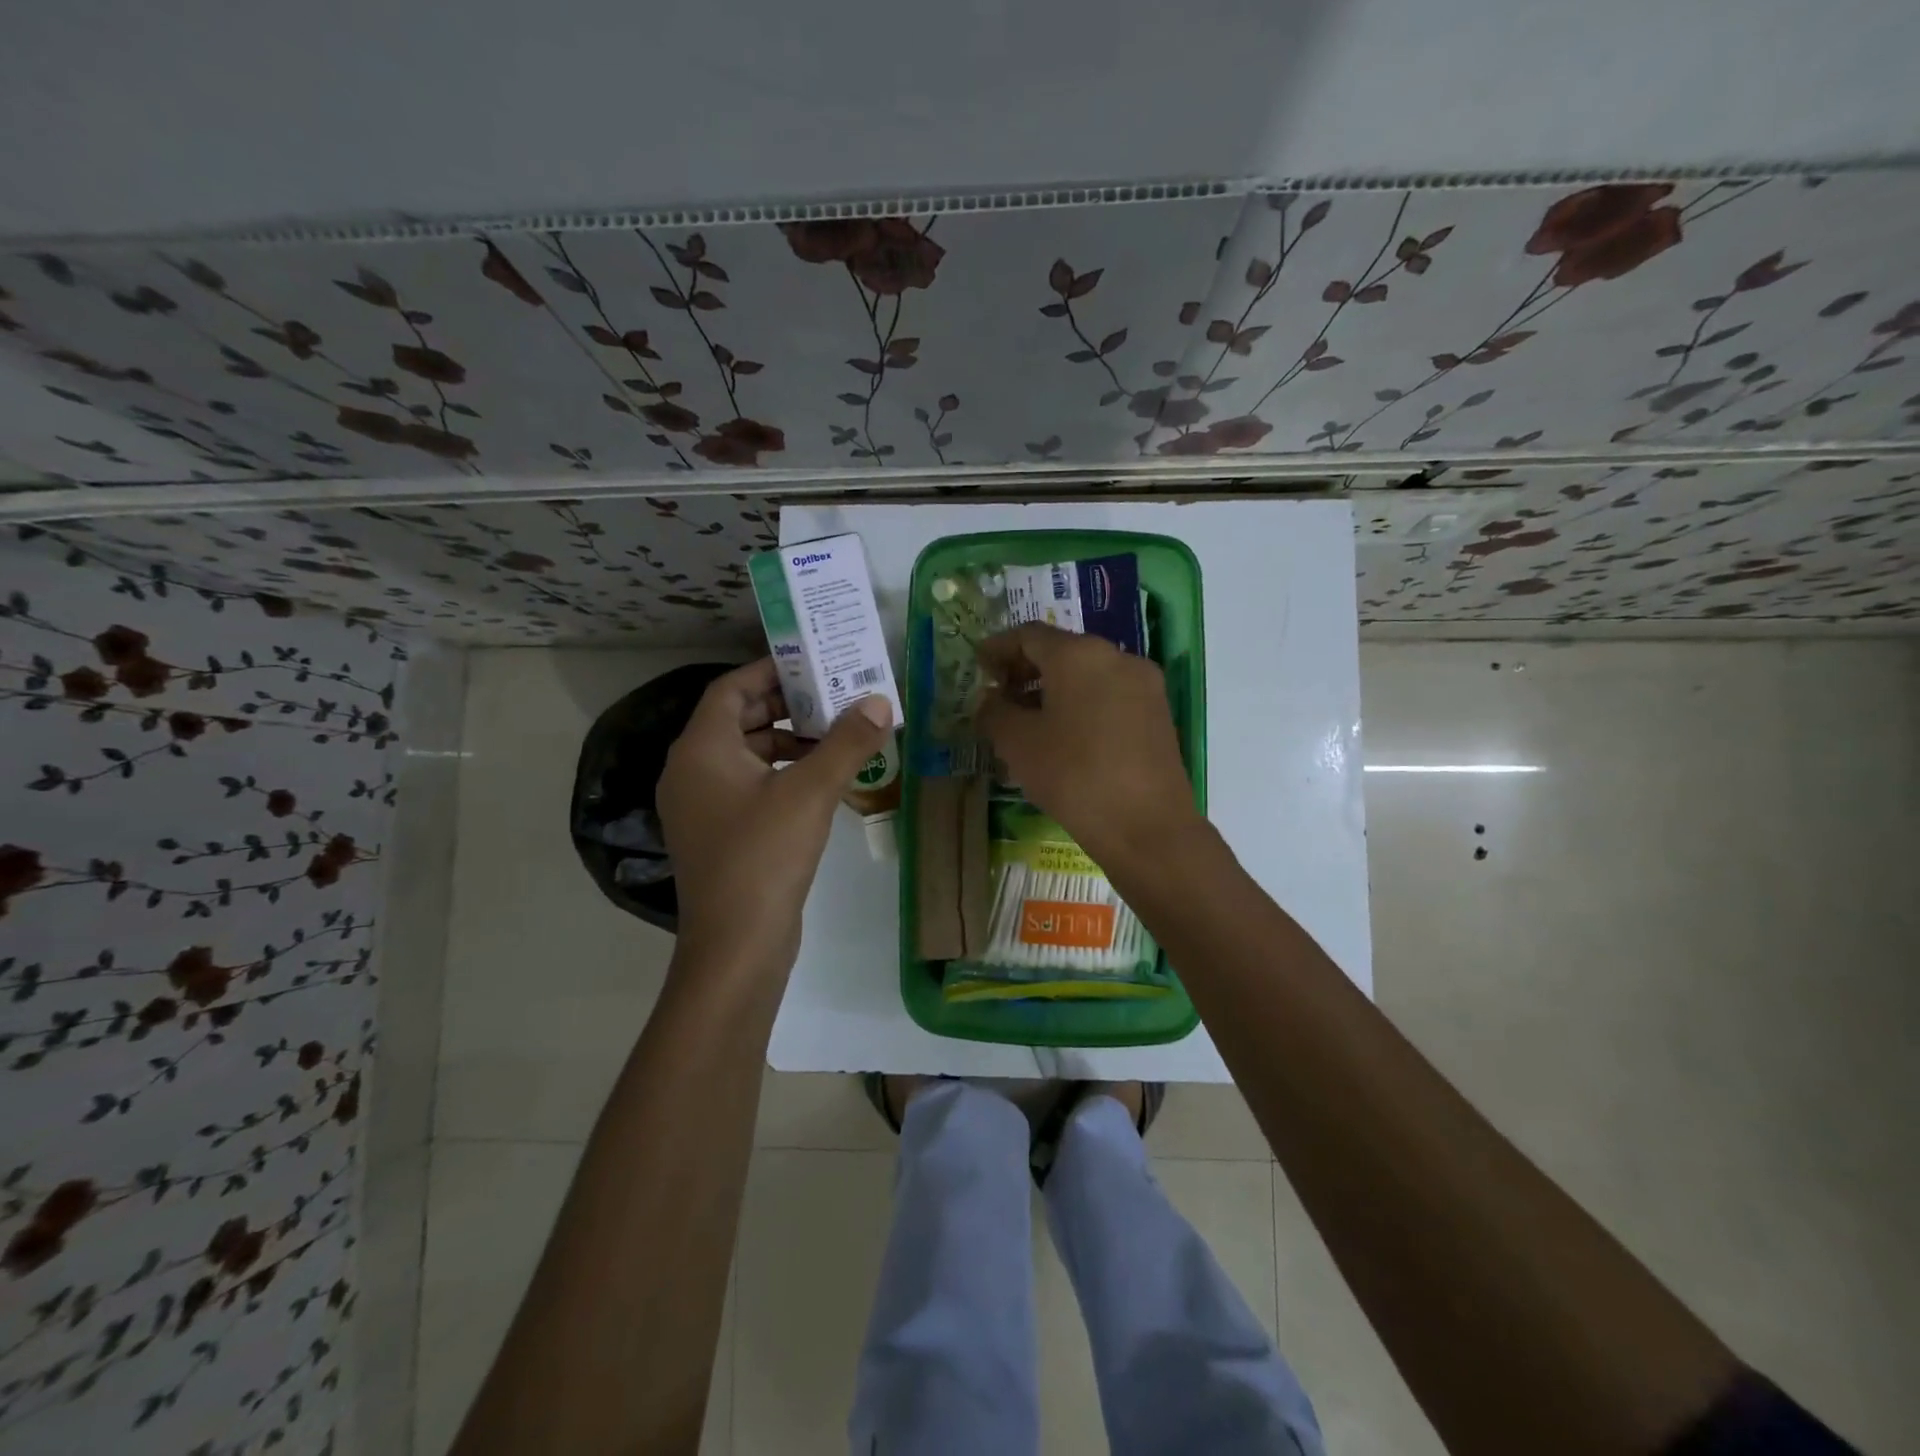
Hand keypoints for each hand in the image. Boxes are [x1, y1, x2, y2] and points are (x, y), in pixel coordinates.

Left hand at [657, 659, 891, 971]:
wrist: (736, 945)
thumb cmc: (765, 856)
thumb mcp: (811, 792)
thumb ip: (846, 742)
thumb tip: (879, 701)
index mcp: (701, 749)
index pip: (732, 688)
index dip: (771, 671)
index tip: (815, 663)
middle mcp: (692, 770)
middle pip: (739, 718)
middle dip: (788, 705)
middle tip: (836, 696)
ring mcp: (703, 805)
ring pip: (747, 754)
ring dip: (789, 741)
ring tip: (838, 737)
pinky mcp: (720, 833)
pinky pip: (750, 785)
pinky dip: (782, 773)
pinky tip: (822, 781)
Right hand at [974, 624, 1200, 868]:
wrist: (1146, 826)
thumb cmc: (1073, 776)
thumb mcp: (1018, 744)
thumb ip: (994, 712)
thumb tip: (990, 700)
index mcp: (1079, 654)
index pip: (1029, 635)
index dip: (998, 648)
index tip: (979, 667)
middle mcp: (1117, 657)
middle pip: (1062, 651)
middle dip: (1027, 669)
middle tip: (1001, 696)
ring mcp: (1144, 685)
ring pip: (1088, 674)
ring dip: (1054, 688)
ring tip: (1029, 720)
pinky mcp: (1159, 714)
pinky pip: (1110, 695)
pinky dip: (1082, 704)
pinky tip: (1066, 736)